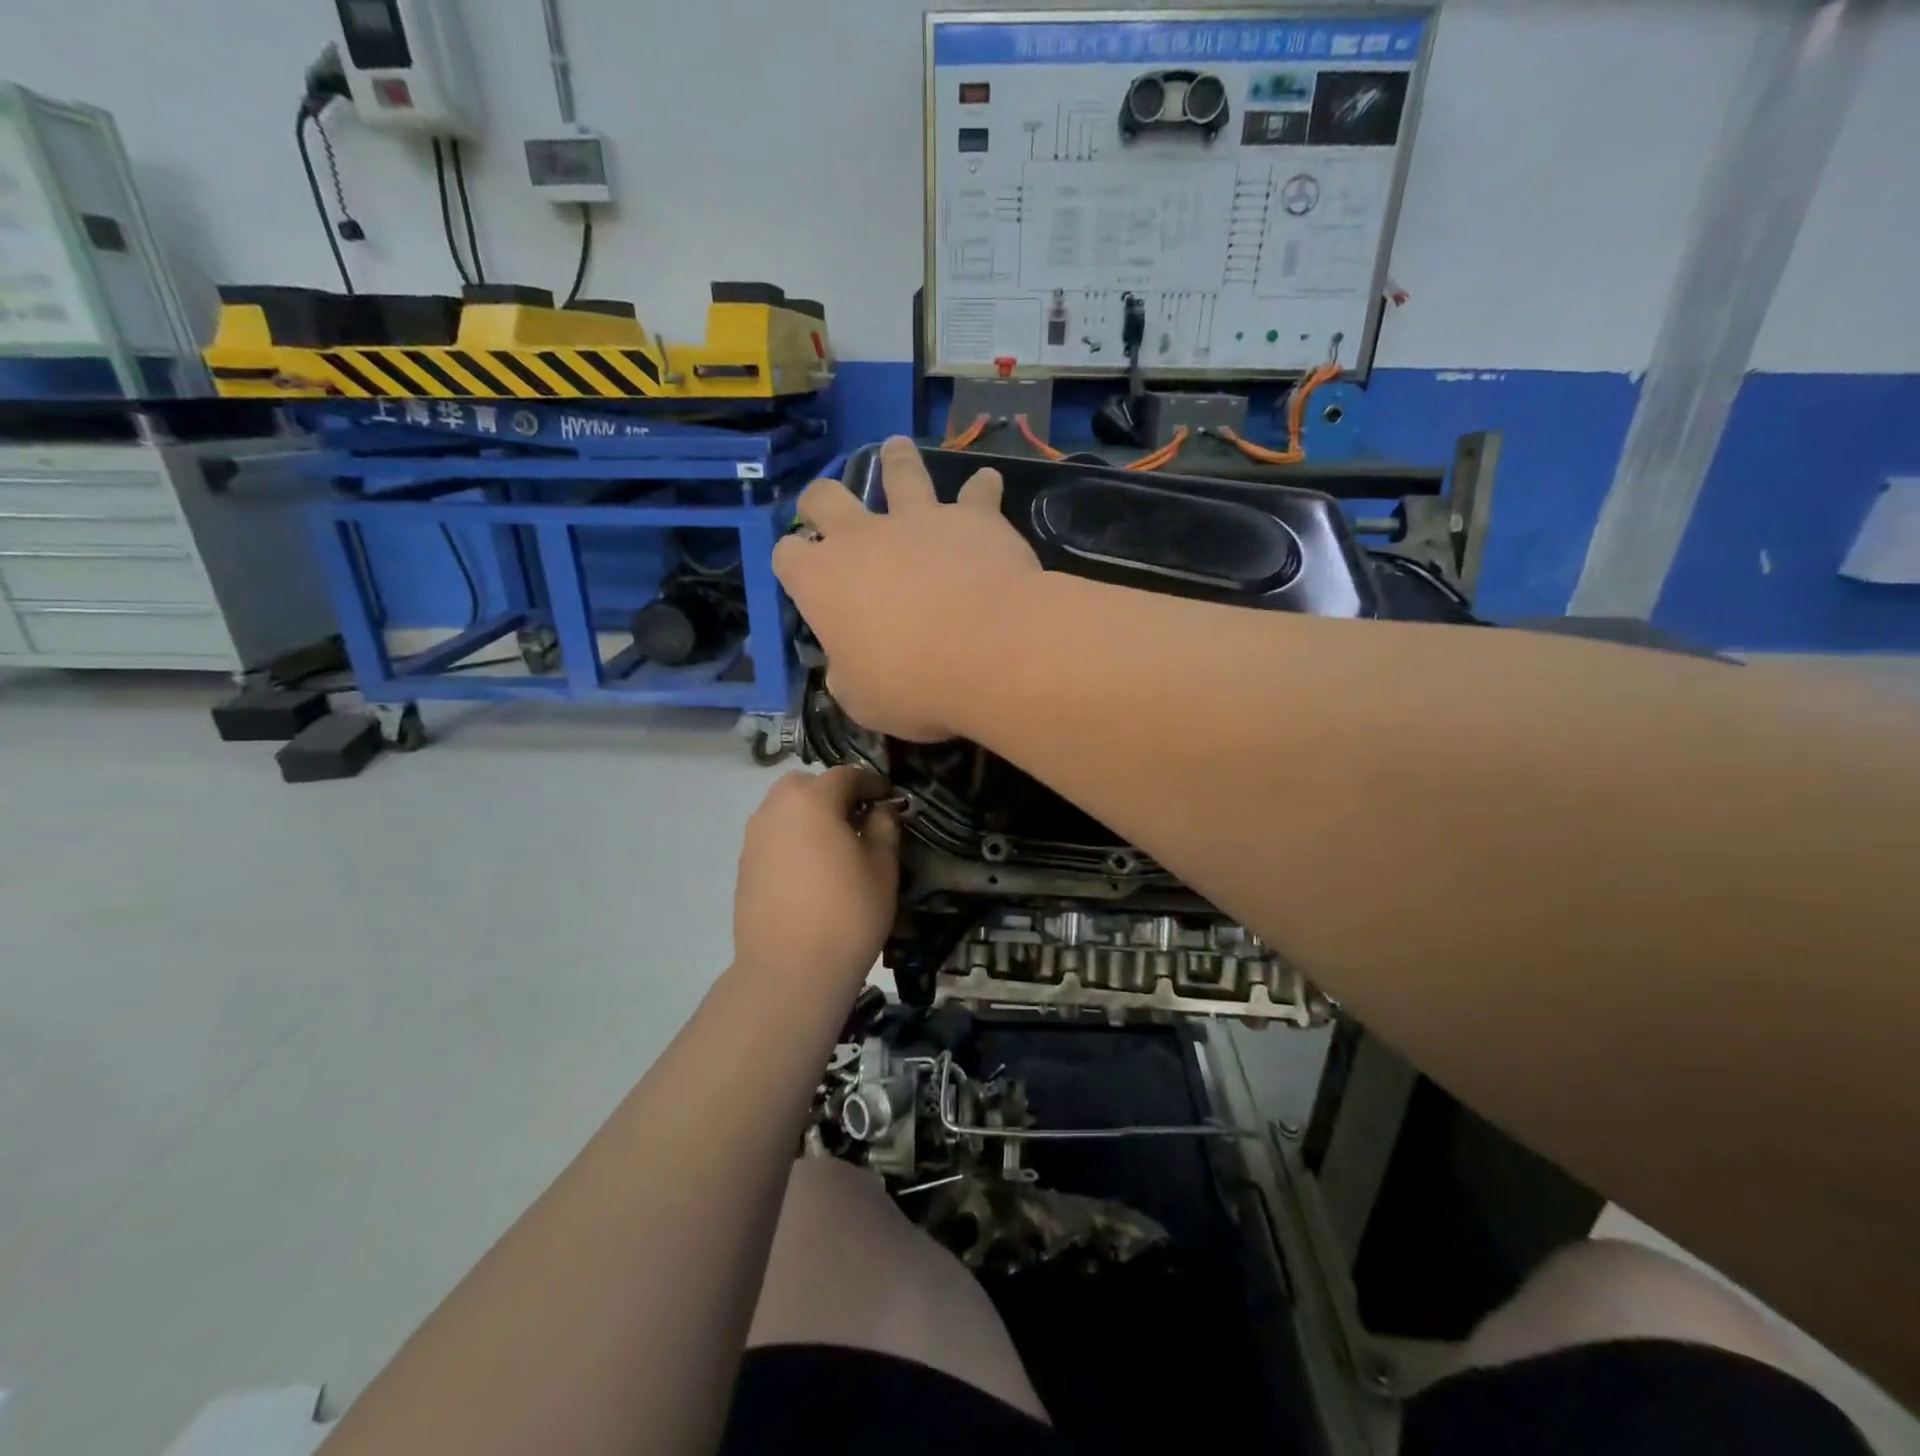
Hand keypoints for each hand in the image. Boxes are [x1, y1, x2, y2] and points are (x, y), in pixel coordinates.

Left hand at [733, 767, 900, 995]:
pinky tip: (811, 870)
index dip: (871, 783)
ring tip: (834, 846)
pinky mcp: (744, 865)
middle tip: (857, 820)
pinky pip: (772, 836)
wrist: (790, 971)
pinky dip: (792, 839)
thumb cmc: (848, 913)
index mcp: (812, 800)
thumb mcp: (882, 867)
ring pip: (785, 809)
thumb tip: (881, 809)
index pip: (846, 775)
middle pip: (807, 785)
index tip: (889, 799)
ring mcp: (754, 837)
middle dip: (832, 794)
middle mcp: (776, 808)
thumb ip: (884, 827)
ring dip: (809, 815)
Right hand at [773, 436, 1041, 740]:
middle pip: (825, 497)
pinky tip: (987, 487)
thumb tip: (846, 667)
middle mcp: (862, 537)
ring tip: (896, 448)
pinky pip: (977, 492)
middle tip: (826, 504)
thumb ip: (847, 676)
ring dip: (896, 461)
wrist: (988, 650)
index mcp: (822, 581)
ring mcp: (918, 519)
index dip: (793, 562)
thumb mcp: (863, 700)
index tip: (803, 575)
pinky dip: (980, 492)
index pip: (788, 556)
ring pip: (898, 472)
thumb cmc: (913, 684)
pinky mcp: (973, 516)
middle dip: (820, 500)